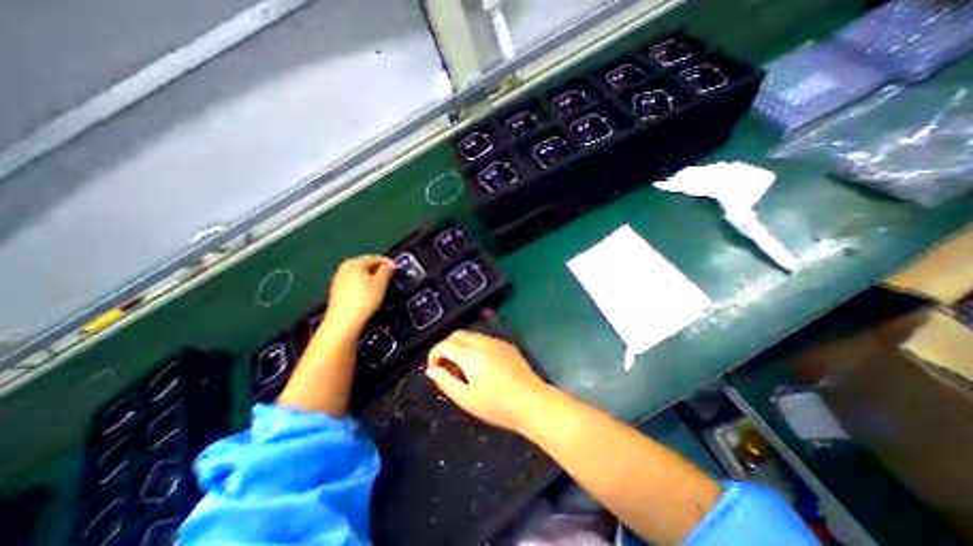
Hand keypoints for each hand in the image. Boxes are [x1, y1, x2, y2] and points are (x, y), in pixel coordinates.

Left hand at [327, 254, 393, 333]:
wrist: (343, 322)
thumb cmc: (365, 299)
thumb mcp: (380, 283)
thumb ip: (386, 271)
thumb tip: (390, 264)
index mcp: (354, 263)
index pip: (374, 258)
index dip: (387, 262)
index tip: (397, 267)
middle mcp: (344, 268)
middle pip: (365, 265)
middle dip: (378, 269)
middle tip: (390, 276)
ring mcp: (338, 280)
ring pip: (359, 275)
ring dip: (370, 278)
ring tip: (381, 285)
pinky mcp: (336, 292)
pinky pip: (354, 284)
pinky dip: (363, 285)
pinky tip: (369, 293)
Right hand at [426, 331, 554, 432]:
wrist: (533, 403)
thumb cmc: (498, 406)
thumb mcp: (467, 399)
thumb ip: (446, 382)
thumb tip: (432, 370)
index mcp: (472, 355)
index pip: (445, 345)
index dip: (434, 355)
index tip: (433, 370)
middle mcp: (484, 342)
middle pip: (457, 335)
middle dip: (446, 348)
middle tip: (446, 369)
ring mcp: (497, 342)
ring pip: (471, 335)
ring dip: (460, 347)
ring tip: (462, 369)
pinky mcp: (506, 345)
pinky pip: (484, 340)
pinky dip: (474, 347)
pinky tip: (479, 366)